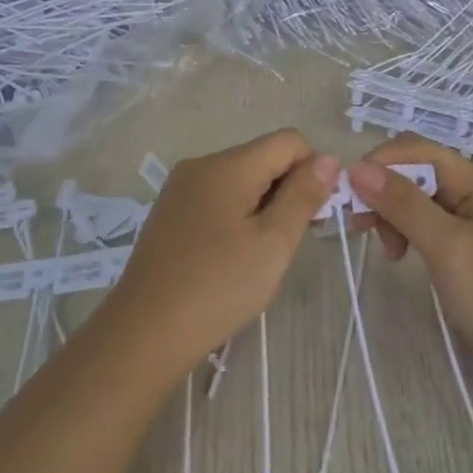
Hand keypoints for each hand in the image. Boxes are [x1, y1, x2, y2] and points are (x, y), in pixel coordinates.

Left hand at [106, 130, 338, 372]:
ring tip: (261, 254)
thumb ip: (303, 195)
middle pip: (263, 158)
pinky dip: (237, 216)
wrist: (144, 332)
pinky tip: (233, 256)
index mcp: (227, 165)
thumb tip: (329, 158)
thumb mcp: (273, 243)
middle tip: (290, 242)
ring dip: (263, 206)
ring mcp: (180, 188)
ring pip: (241, 179)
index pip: (288, 141)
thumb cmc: (218, 287)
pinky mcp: (169, 212)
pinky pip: (217, 198)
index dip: (312, 170)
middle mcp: (201, 165)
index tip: (314, 215)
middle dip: (287, 190)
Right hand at [348, 136, 472, 382]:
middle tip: (361, 228)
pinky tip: (400, 256)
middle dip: (382, 191)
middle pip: (414, 172)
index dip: (379, 163)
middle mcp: (471, 191)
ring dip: (392, 215)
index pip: (416, 149)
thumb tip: (357, 168)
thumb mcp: (446, 246)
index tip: (350, 195)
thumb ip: (404, 204)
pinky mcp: (466, 247)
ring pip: (417, 199)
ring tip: (387, 251)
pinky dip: (406, 233)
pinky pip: (426, 224)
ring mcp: (470, 220)